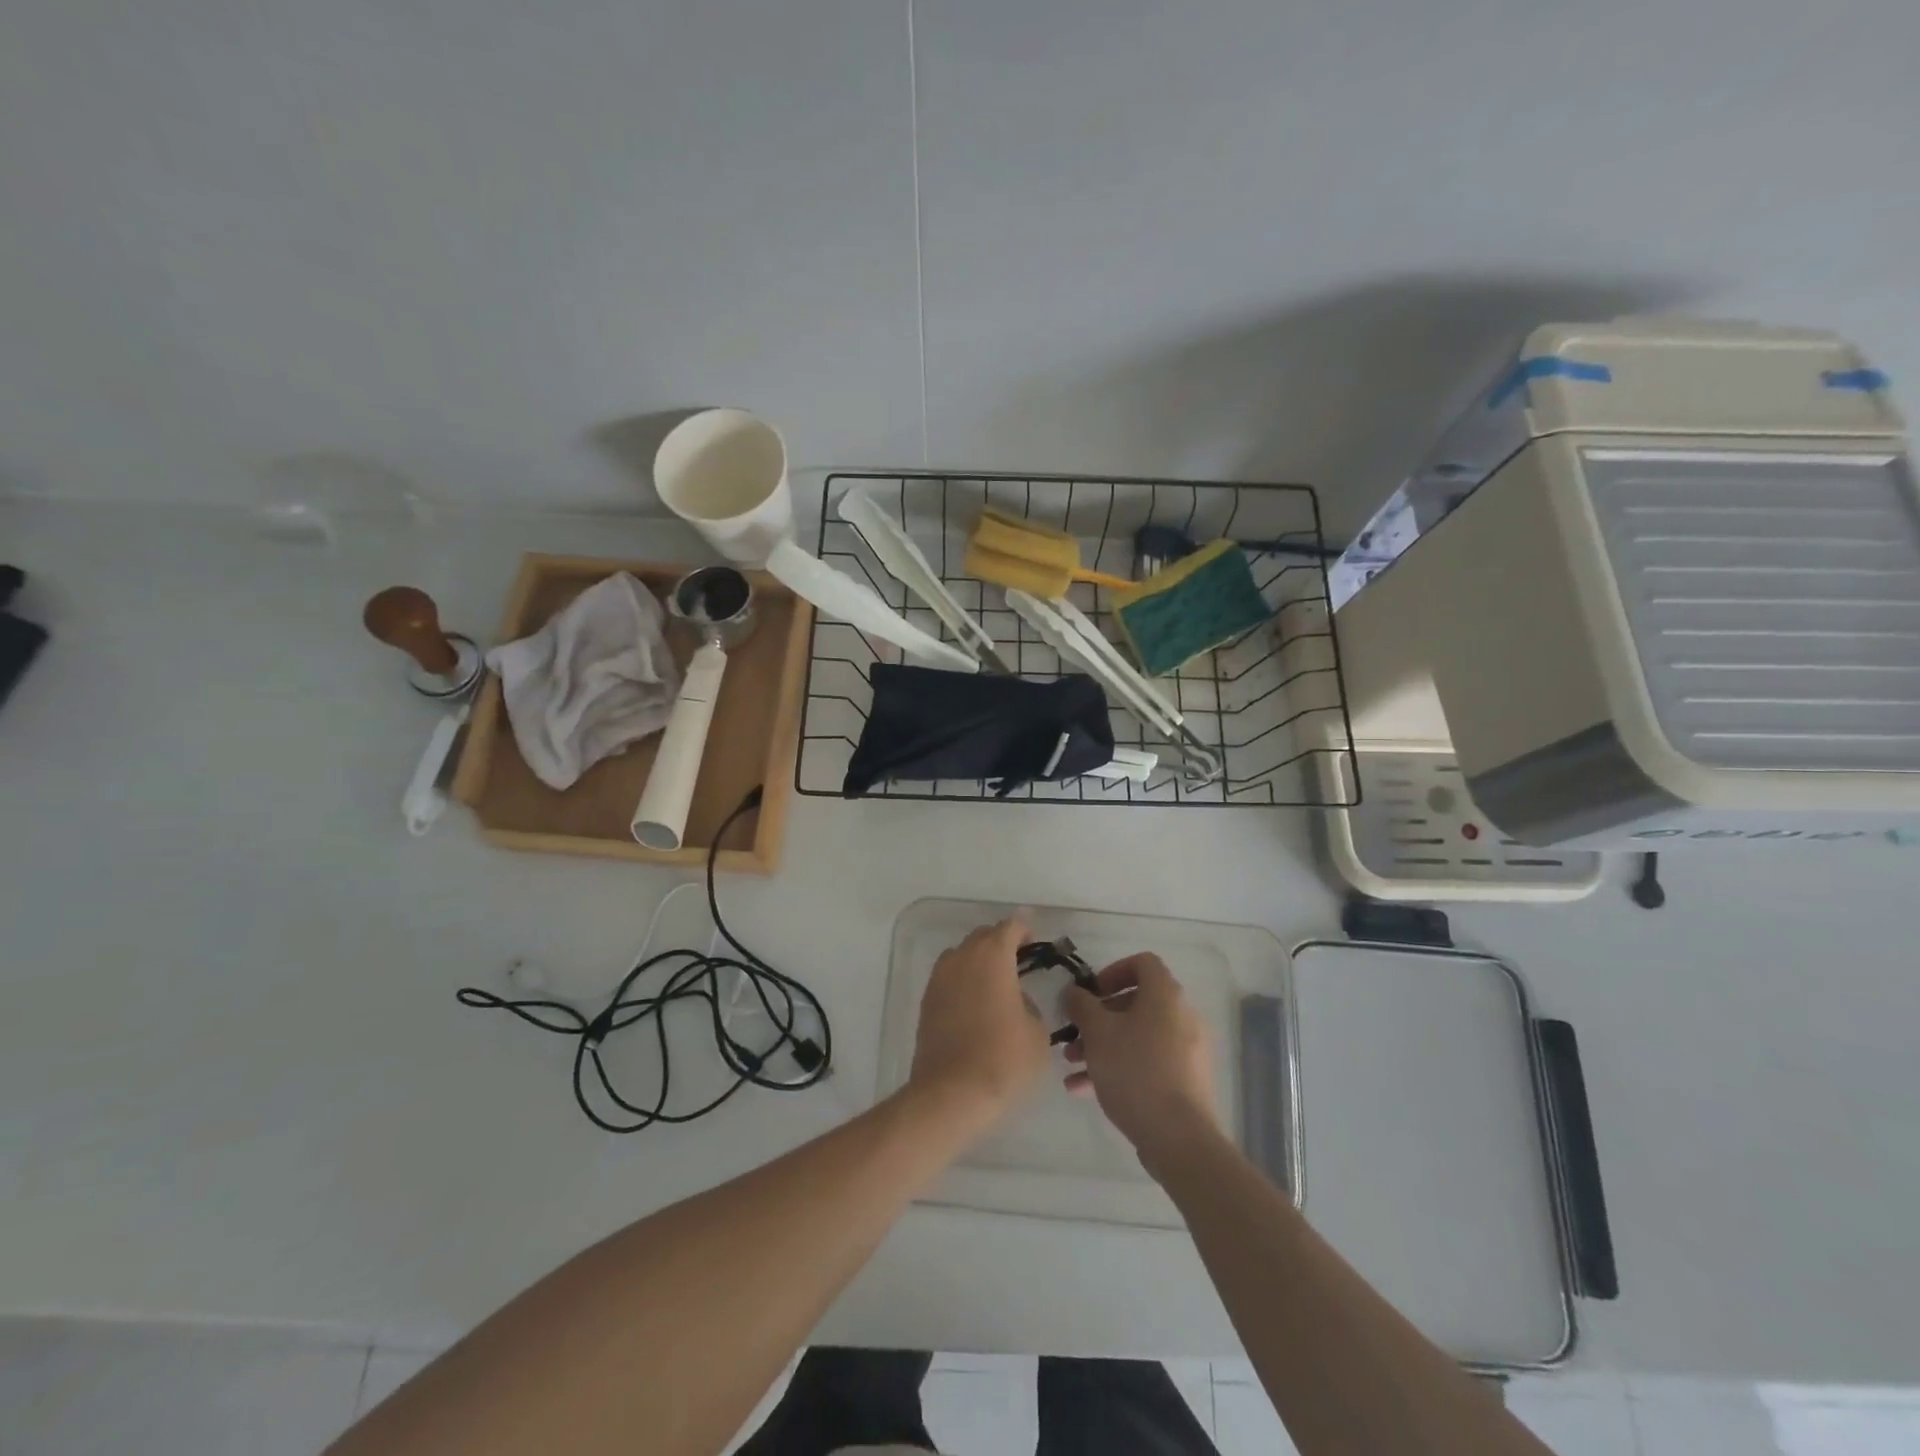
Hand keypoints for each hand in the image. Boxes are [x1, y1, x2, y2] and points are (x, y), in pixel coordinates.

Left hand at [909, 917, 1049, 1128]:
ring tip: (995, 984)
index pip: (1010, 927)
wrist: (952, 1093)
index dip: (1025, 930)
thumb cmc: (1004, 1059)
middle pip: (983, 937)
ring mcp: (939, 978)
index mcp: (992, 956)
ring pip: (962, 956)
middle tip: (1019, 963)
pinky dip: (963, 982)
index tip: (1035, 943)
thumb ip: (1030, 1005)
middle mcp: (962, 957)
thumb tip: (1017, 1001)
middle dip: (1001, 944)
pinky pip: (949, 979)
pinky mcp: (926, 1001)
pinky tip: (975, 1005)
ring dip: (979, 961)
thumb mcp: (1037, 1033)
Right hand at [1062, 953, 1220, 1175]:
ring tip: (1072, 1065)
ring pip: (1138, 1036)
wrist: (1178, 1137)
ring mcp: (1186, 1051)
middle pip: (1136, 1003)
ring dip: (1103, 1045)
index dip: (1113, 971)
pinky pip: (1147, 1063)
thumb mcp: (1097, 1033)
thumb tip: (1073, 992)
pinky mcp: (1185, 1082)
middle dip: (1099, 1018)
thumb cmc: (1135, 1071)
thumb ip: (1081, 1006)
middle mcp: (1181, 1016)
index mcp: (1165, 995)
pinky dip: (1118, 1067)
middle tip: (1074, 1034)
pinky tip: (1083, 1089)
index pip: (1143, 963)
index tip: (1091, 993)